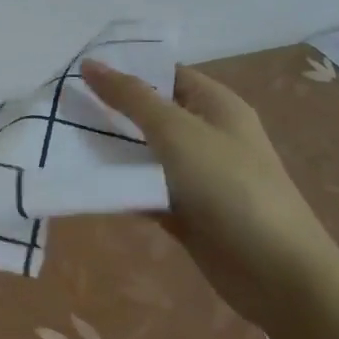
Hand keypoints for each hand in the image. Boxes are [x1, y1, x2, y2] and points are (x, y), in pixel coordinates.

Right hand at [81, 60, 338, 329]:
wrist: (277, 275)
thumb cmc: (230, 187)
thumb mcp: (177, 131)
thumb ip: (131, 97)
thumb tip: (90, 63)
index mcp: (215, 106)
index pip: (164, 74)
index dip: (125, 68)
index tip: (77, 70)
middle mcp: (206, 135)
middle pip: (150, 113)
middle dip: (109, 109)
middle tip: (61, 104)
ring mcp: (196, 175)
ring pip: (143, 153)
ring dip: (109, 149)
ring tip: (61, 139)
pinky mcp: (185, 210)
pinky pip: (144, 188)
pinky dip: (119, 186)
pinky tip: (83, 180)